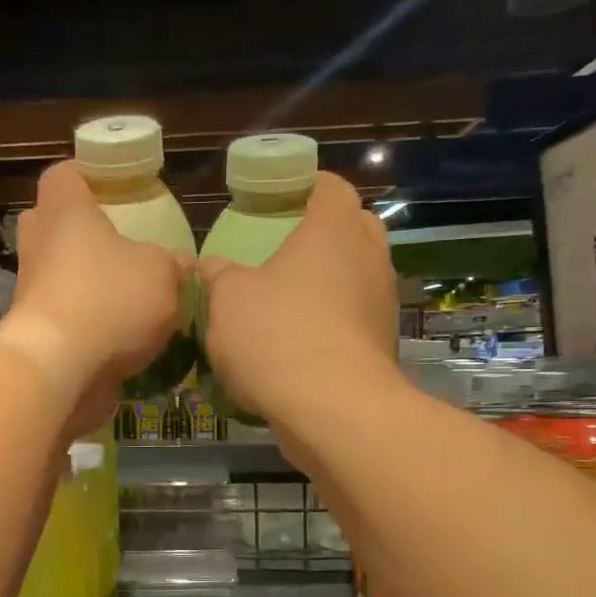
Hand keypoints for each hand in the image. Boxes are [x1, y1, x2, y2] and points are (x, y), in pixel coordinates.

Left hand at [0, 160, 189, 435]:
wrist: (58, 369)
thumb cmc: (108, 300)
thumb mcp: (161, 274)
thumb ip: (173, 264)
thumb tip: (182, 264)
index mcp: (65, 213)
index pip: (63, 174)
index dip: (86, 174)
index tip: (110, 184)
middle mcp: (39, 246)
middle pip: (51, 222)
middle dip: (80, 229)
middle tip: (116, 240)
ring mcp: (31, 291)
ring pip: (56, 272)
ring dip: (86, 280)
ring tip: (130, 294)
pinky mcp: (35, 333)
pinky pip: (63, 315)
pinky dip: (87, 321)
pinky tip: (123, 335)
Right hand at [199, 172, 397, 430]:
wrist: (332, 409)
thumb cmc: (277, 336)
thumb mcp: (227, 300)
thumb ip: (219, 275)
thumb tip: (212, 266)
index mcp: (333, 229)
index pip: (330, 187)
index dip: (305, 187)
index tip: (279, 200)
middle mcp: (369, 256)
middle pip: (353, 227)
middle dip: (324, 233)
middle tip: (285, 249)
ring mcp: (382, 302)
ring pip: (357, 276)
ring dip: (330, 282)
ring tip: (290, 300)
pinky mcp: (383, 344)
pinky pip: (356, 318)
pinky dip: (333, 322)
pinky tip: (300, 343)